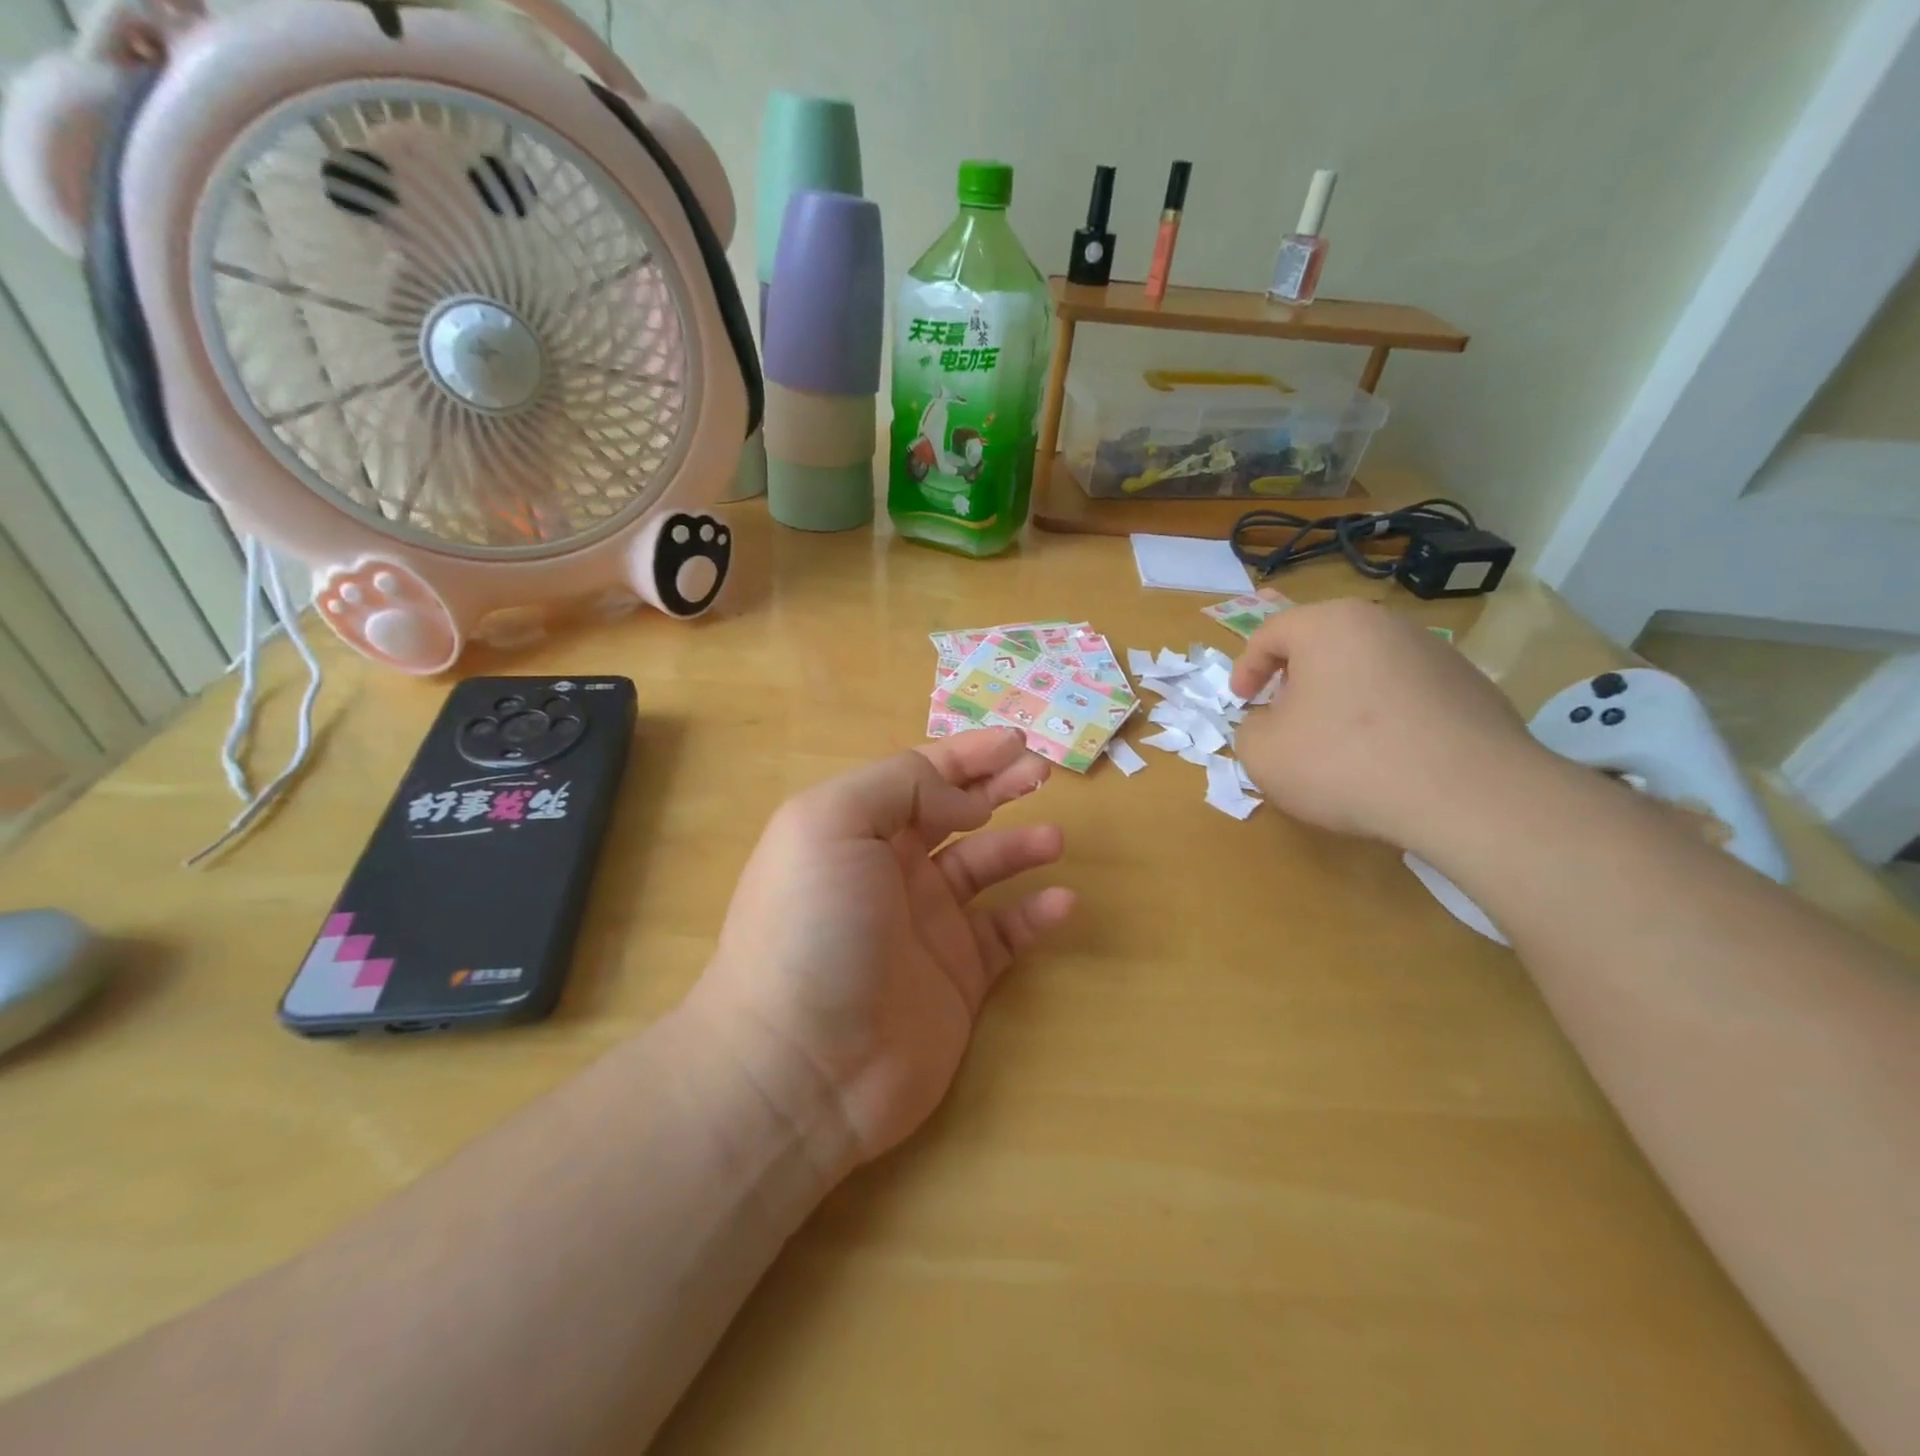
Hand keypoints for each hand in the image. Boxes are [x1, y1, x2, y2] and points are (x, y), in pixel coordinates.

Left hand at [688, 729, 1074, 1170]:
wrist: (801, 1067)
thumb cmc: (812, 928)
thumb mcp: (831, 824)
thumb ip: (899, 787)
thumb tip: (962, 799)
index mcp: (855, 831)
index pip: (918, 777)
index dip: (966, 755)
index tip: (1016, 742)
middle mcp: (889, 872)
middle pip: (954, 814)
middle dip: (997, 788)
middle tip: (1043, 774)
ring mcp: (924, 927)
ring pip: (984, 870)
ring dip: (1020, 847)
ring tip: (1054, 838)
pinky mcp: (956, 979)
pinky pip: (1004, 934)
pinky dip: (1035, 915)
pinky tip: (1062, 902)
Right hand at [1228, 599, 1546, 849]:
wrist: (1468, 796)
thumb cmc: (1344, 762)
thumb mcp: (1263, 753)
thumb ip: (1249, 729)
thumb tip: (1270, 724)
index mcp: (1330, 626)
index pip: (1271, 632)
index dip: (1246, 668)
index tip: (1242, 703)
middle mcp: (1386, 625)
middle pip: (1323, 645)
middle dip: (1296, 681)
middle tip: (1284, 719)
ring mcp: (1437, 653)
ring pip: (1368, 668)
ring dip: (1342, 699)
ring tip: (1337, 745)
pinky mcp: (1473, 689)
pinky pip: (1408, 695)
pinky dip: (1386, 718)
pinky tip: (1386, 760)